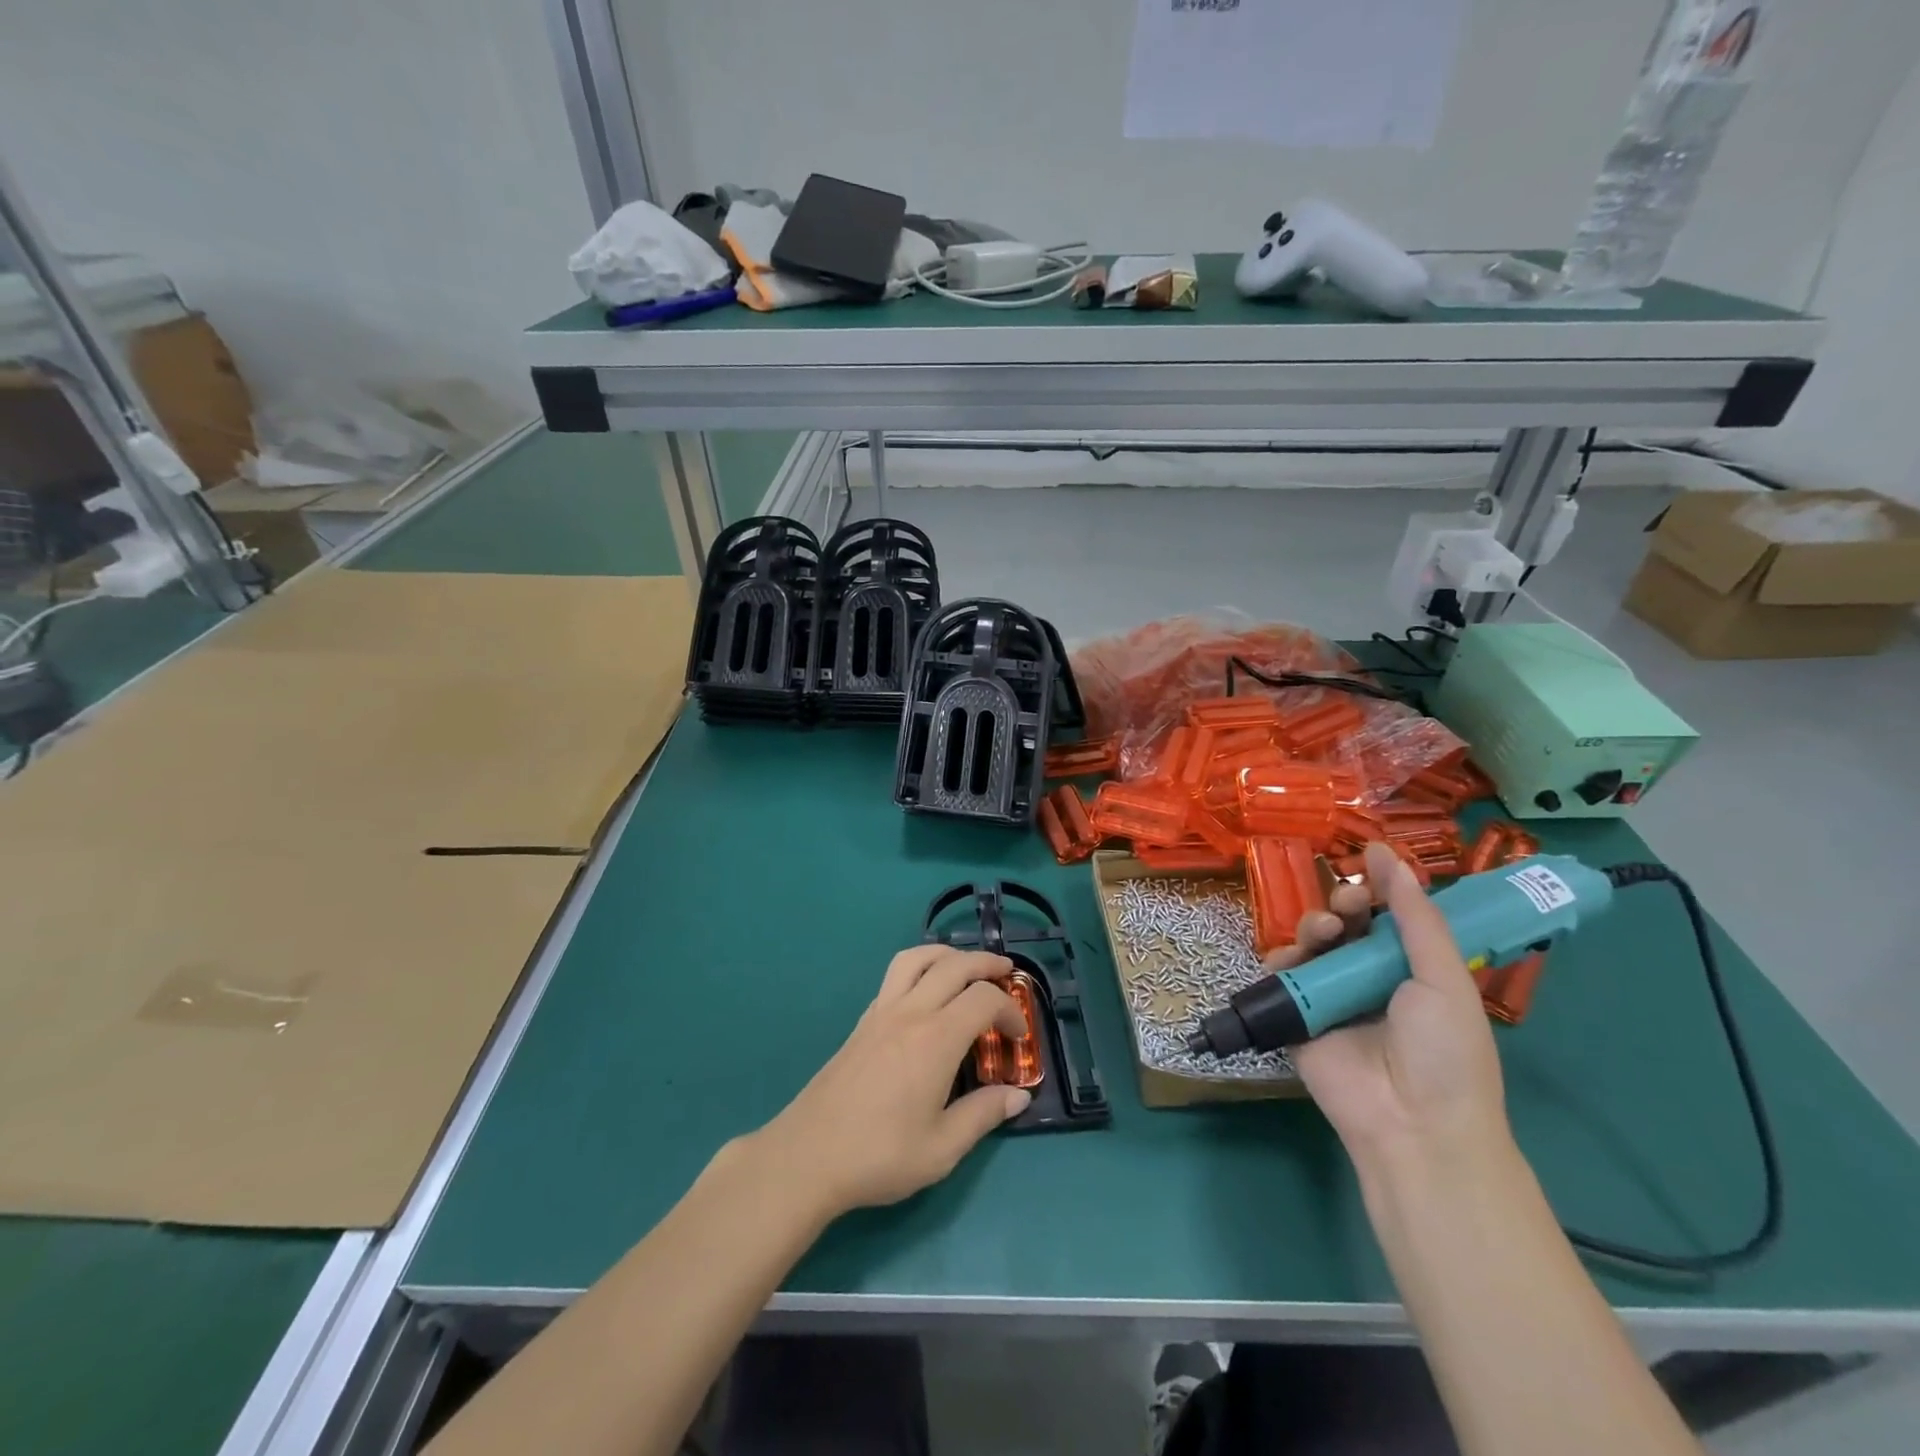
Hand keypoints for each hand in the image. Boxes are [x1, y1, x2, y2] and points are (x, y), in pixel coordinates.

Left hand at [753, 946, 1031, 1221]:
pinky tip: (925, 996)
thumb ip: (983, 1115)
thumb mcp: (942, 1149)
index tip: (1019, 1037)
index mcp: (936, 1039)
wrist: (808, 1156)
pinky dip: (919, 970)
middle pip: (954, 965)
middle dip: (986, 963)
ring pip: (916, 958)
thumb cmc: (879, 1155)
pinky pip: (894, 976)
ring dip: (947, 955)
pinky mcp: (861, 1022)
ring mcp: (881, 1012)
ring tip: (965, 968)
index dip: (1010, 1010)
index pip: (984, 999)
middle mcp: (910, 1012)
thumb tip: (1018, 1095)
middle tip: (1006, 973)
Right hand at [1281, 842, 1509, 1167]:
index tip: (1369, 858)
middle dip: (1344, 903)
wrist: (1412, 1123)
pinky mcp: (1298, 1015)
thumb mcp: (1444, 978)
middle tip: (1350, 901)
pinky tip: (1292, 957)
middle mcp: (1370, 978)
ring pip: (1312, 943)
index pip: (1389, 917)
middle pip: (1347, 924)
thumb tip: (1388, 856)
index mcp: (1413, 970)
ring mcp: (1332, 996)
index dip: (1380, 889)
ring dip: (1314, 926)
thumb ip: (1414, 917)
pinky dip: (1282, 958)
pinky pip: (1282, 975)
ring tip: (1325, 932)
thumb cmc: (1445, 1051)